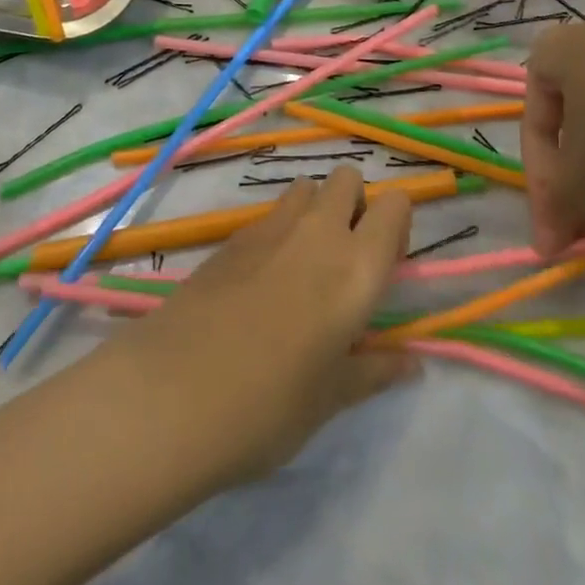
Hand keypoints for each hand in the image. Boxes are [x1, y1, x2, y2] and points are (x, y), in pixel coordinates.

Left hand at [102, 166, 416, 485]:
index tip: (386, 264)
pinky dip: (278, 231)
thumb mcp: (330, 397)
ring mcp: (270, 227)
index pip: (396, 205)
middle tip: (346, 259)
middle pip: (347, 179)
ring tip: (302, 266)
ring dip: (314, 210)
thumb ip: (373, 370)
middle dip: (354, 204)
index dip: (396, 225)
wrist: (173, 392)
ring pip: (305, 188)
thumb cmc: (269, 405)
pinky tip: (261, 281)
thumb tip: (410, 364)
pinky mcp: (231, 236)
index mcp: (357, 267)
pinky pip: (270, 214)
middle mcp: (319, 231)